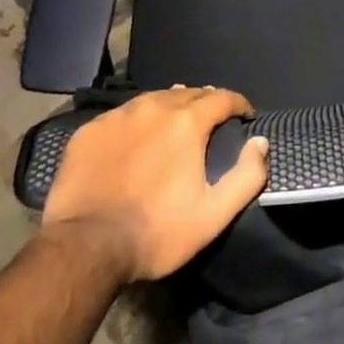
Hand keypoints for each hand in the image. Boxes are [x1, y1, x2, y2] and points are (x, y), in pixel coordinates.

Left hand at [41, 86, 268, 282]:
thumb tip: (260, 142)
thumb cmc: (155, 232)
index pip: (222, 97)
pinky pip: (121, 115)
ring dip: (170, 106)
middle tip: (212, 118)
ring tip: (175, 120)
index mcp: (187, 122)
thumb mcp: (213, 215)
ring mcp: (118, 117)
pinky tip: (135, 137)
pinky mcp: (89, 132)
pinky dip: (136, 121)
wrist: (83, 249)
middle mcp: (154, 108)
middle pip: (188, 93)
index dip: (238, 104)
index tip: (245, 115)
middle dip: (205, 102)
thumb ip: (246, 176)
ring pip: (153, 99)